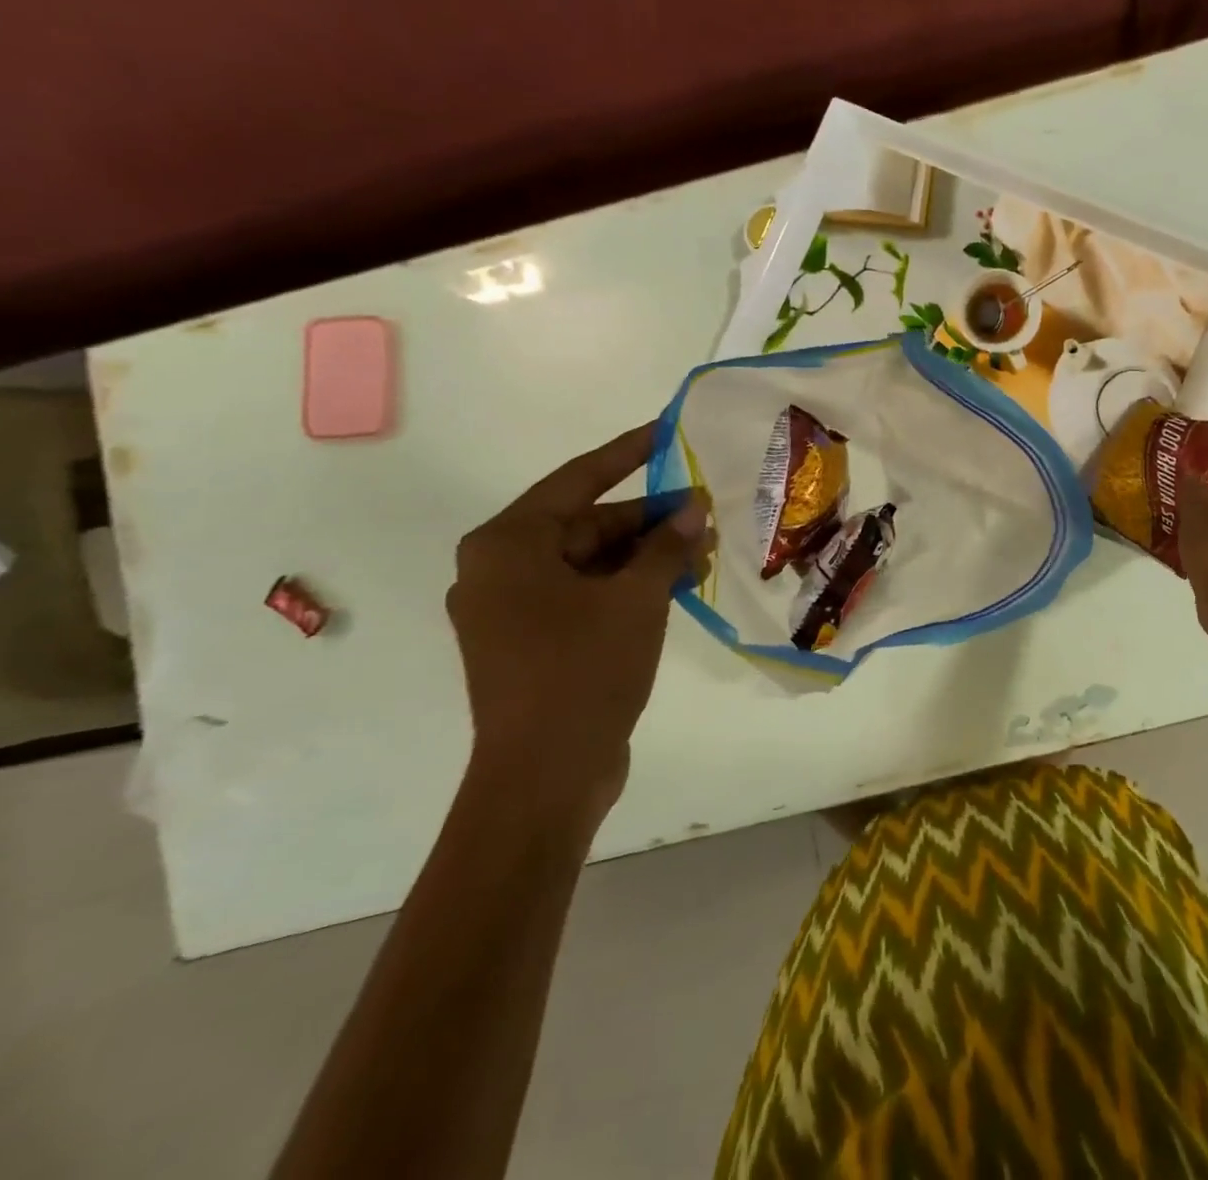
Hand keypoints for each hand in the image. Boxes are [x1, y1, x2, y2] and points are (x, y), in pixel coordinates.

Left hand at [446, 425, 712, 826]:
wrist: (544, 778)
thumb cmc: (582, 672)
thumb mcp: (636, 599)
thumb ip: (666, 545)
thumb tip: (693, 508)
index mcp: (508, 544)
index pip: (579, 478)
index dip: (629, 451)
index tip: (669, 429)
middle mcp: (500, 568)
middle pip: (587, 523)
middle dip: (650, 518)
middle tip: (707, 510)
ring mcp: (513, 608)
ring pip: (591, 561)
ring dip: (646, 554)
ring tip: (704, 549)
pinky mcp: (532, 641)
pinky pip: (586, 594)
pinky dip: (629, 585)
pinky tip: (678, 583)